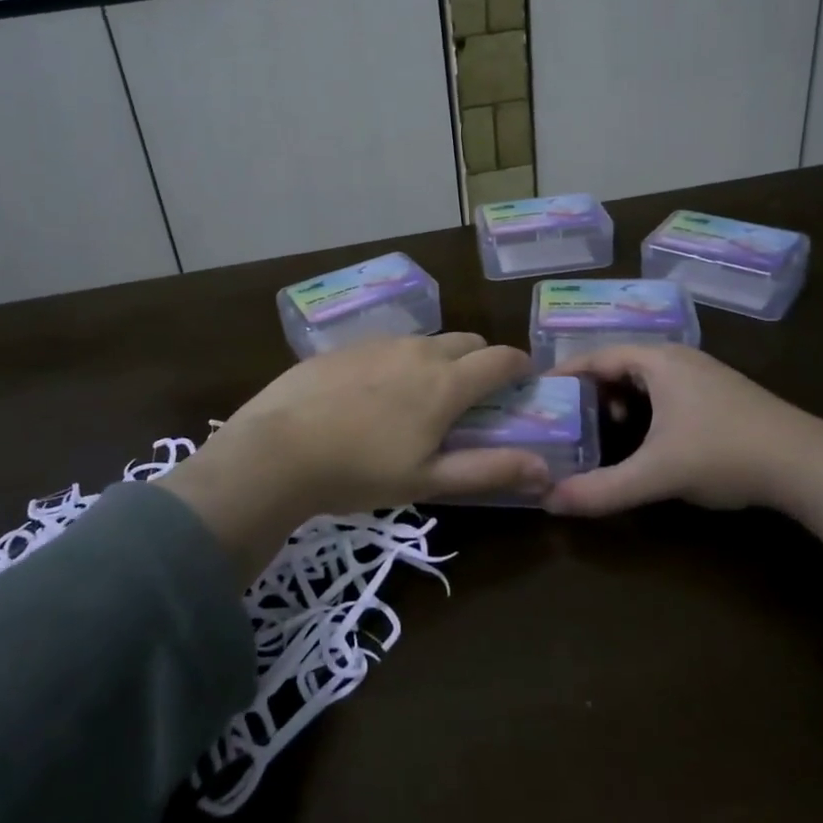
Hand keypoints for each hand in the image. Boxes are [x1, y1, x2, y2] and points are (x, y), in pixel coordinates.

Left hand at [164, 335, 546, 577]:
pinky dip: (400, 362)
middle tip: (472, 397)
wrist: (278, 449)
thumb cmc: (359, 471)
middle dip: (482, 361)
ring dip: (440, 361)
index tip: (523, 382)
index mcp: (447, 383)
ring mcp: (380, 344)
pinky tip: (374, 394)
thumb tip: (544, 469)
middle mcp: (419, 351)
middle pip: (468, 342)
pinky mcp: (347, 346)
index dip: (520, 366)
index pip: (501, 359)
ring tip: (421, 398)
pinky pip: (389, 345)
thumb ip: (490, 470)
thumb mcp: (428, 480)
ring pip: (427, 341)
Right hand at [547, 344, 822, 596]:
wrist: (809, 465)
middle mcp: (678, 357)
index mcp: (658, 360)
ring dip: (620, 400)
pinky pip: (667, 390)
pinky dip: (646, 407)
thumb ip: (603, 489)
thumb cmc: (724, 453)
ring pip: (645, 378)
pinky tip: (649, 438)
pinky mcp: (721, 394)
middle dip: (591, 390)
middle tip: (565, 417)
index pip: (597, 356)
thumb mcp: (657, 474)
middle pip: (619, 364)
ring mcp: (703, 374)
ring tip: (604, 430)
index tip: (538, 392)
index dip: (565, 373)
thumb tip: (549, 503)